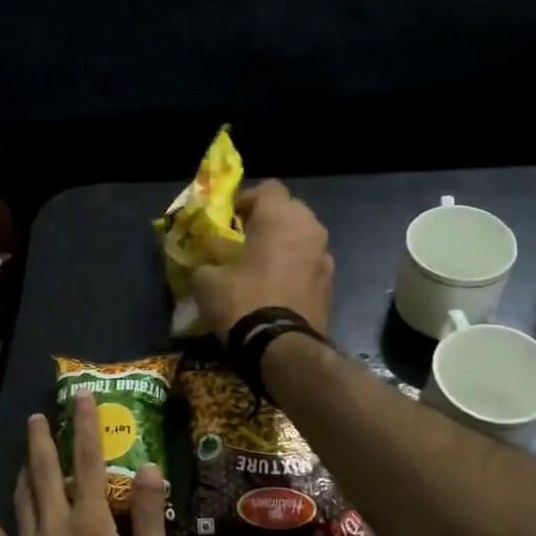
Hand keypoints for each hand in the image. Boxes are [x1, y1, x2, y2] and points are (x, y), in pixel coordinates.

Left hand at [0, 393, 175, 535]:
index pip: (89, 461)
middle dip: (43, 440)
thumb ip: (152, 518)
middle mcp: (55, 529)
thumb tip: (149, 468)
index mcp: (92, 524)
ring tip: (25, 451)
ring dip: (23, 470)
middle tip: (39, 416)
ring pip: (21, 499)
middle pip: (46, 473)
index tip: (82, 397)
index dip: (85, 426)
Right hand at [189, 180, 333, 337]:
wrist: (282, 348)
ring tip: (260, 267)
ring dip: (283, 246)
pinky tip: (276, 289)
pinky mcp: (331, 285)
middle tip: (243, 242)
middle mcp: (310, 229)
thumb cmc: (243, 301)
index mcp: (281, 217)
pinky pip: (309, 265)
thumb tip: (204, 264)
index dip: (245, 200)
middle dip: (267, 222)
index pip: (267, 188)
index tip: (228, 221)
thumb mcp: (206, 280)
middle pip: (289, 211)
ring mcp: (326, 257)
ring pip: (302, 239)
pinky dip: (294, 269)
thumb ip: (205, 261)